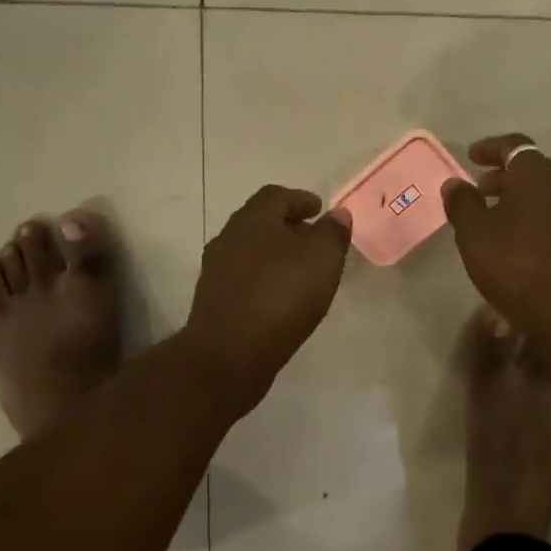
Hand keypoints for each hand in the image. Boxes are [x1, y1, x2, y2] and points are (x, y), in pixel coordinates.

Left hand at [184, 185, 352, 411]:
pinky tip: (279, 296)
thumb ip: (333, 233)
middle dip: (287, 225)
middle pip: (260, 221)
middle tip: (312, 238)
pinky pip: (242, 276)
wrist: (229, 354)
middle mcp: (229, 236)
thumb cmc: (281, 297)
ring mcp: (216, 268)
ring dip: (273, 253)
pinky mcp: (213, 298)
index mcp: (254, 219)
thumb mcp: (322, 260)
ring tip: (299, 269)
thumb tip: (337, 214)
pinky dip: (262, 277)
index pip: (276, 196)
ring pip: (249, 249)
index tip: (318, 210)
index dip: (300, 199)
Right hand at [441, 134, 550, 356]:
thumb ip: (462, 204)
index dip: (491, 148)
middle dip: (503, 175)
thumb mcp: (474, 235)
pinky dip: (532, 217)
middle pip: (532, 169)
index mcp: (537, 176)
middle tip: (478, 188)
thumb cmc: (515, 266)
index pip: (515, 145)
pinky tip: (515, 242)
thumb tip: (455, 183)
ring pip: (544, 194)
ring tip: (492, 218)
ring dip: (517, 198)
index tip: (471, 156)